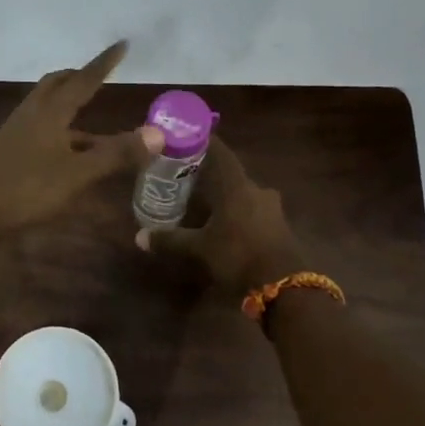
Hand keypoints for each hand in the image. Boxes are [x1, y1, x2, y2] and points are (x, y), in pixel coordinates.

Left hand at [0, 41, 163, 234]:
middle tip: (99, 75)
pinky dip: (61, 127)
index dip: (104, 64)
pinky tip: (70, 148)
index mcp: (50, 111)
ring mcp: (18, 131)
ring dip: (69, 103)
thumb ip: (116, 154)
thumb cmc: (29, 188)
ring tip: (92, 113)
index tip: (121, 45)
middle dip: (79, 77)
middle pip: (57, 84)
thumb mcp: (78, 173)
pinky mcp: (11, 149)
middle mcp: (32, 113)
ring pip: (48, 106)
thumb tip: (158, 134)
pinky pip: (41, 126)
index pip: (84, 80)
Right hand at [134, 137, 303, 296]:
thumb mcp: (200, 249)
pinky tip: (224, 223)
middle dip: (210, 174)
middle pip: (230, 174)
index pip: (220, 152)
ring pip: (243, 193)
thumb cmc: (238, 256)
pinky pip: (252, 211)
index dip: (204, 142)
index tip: (186, 138)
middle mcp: (256, 189)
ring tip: (203, 202)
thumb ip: (171, 240)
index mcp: (237, 186)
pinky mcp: (278, 226)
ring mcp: (271, 208)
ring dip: (225, 196)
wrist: (285, 286)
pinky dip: (237, 212)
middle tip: (187, 176)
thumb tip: (139, 237)